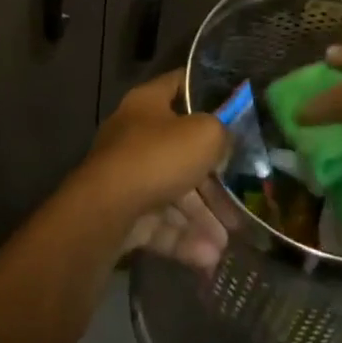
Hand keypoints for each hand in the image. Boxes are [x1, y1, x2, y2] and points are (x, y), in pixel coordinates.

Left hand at [80, 73, 230, 271]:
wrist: (104, 213)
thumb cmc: (157, 158)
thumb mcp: (204, 135)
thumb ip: (222, 134)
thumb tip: (224, 145)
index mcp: (148, 102)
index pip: (180, 84)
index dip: (206, 91)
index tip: (234, 108)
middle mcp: (135, 134)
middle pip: (181, 150)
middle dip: (212, 181)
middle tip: (237, 204)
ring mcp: (126, 175)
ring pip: (172, 192)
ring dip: (201, 217)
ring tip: (226, 242)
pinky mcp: (122, 214)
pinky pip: (158, 222)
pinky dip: (182, 238)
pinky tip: (207, 258)